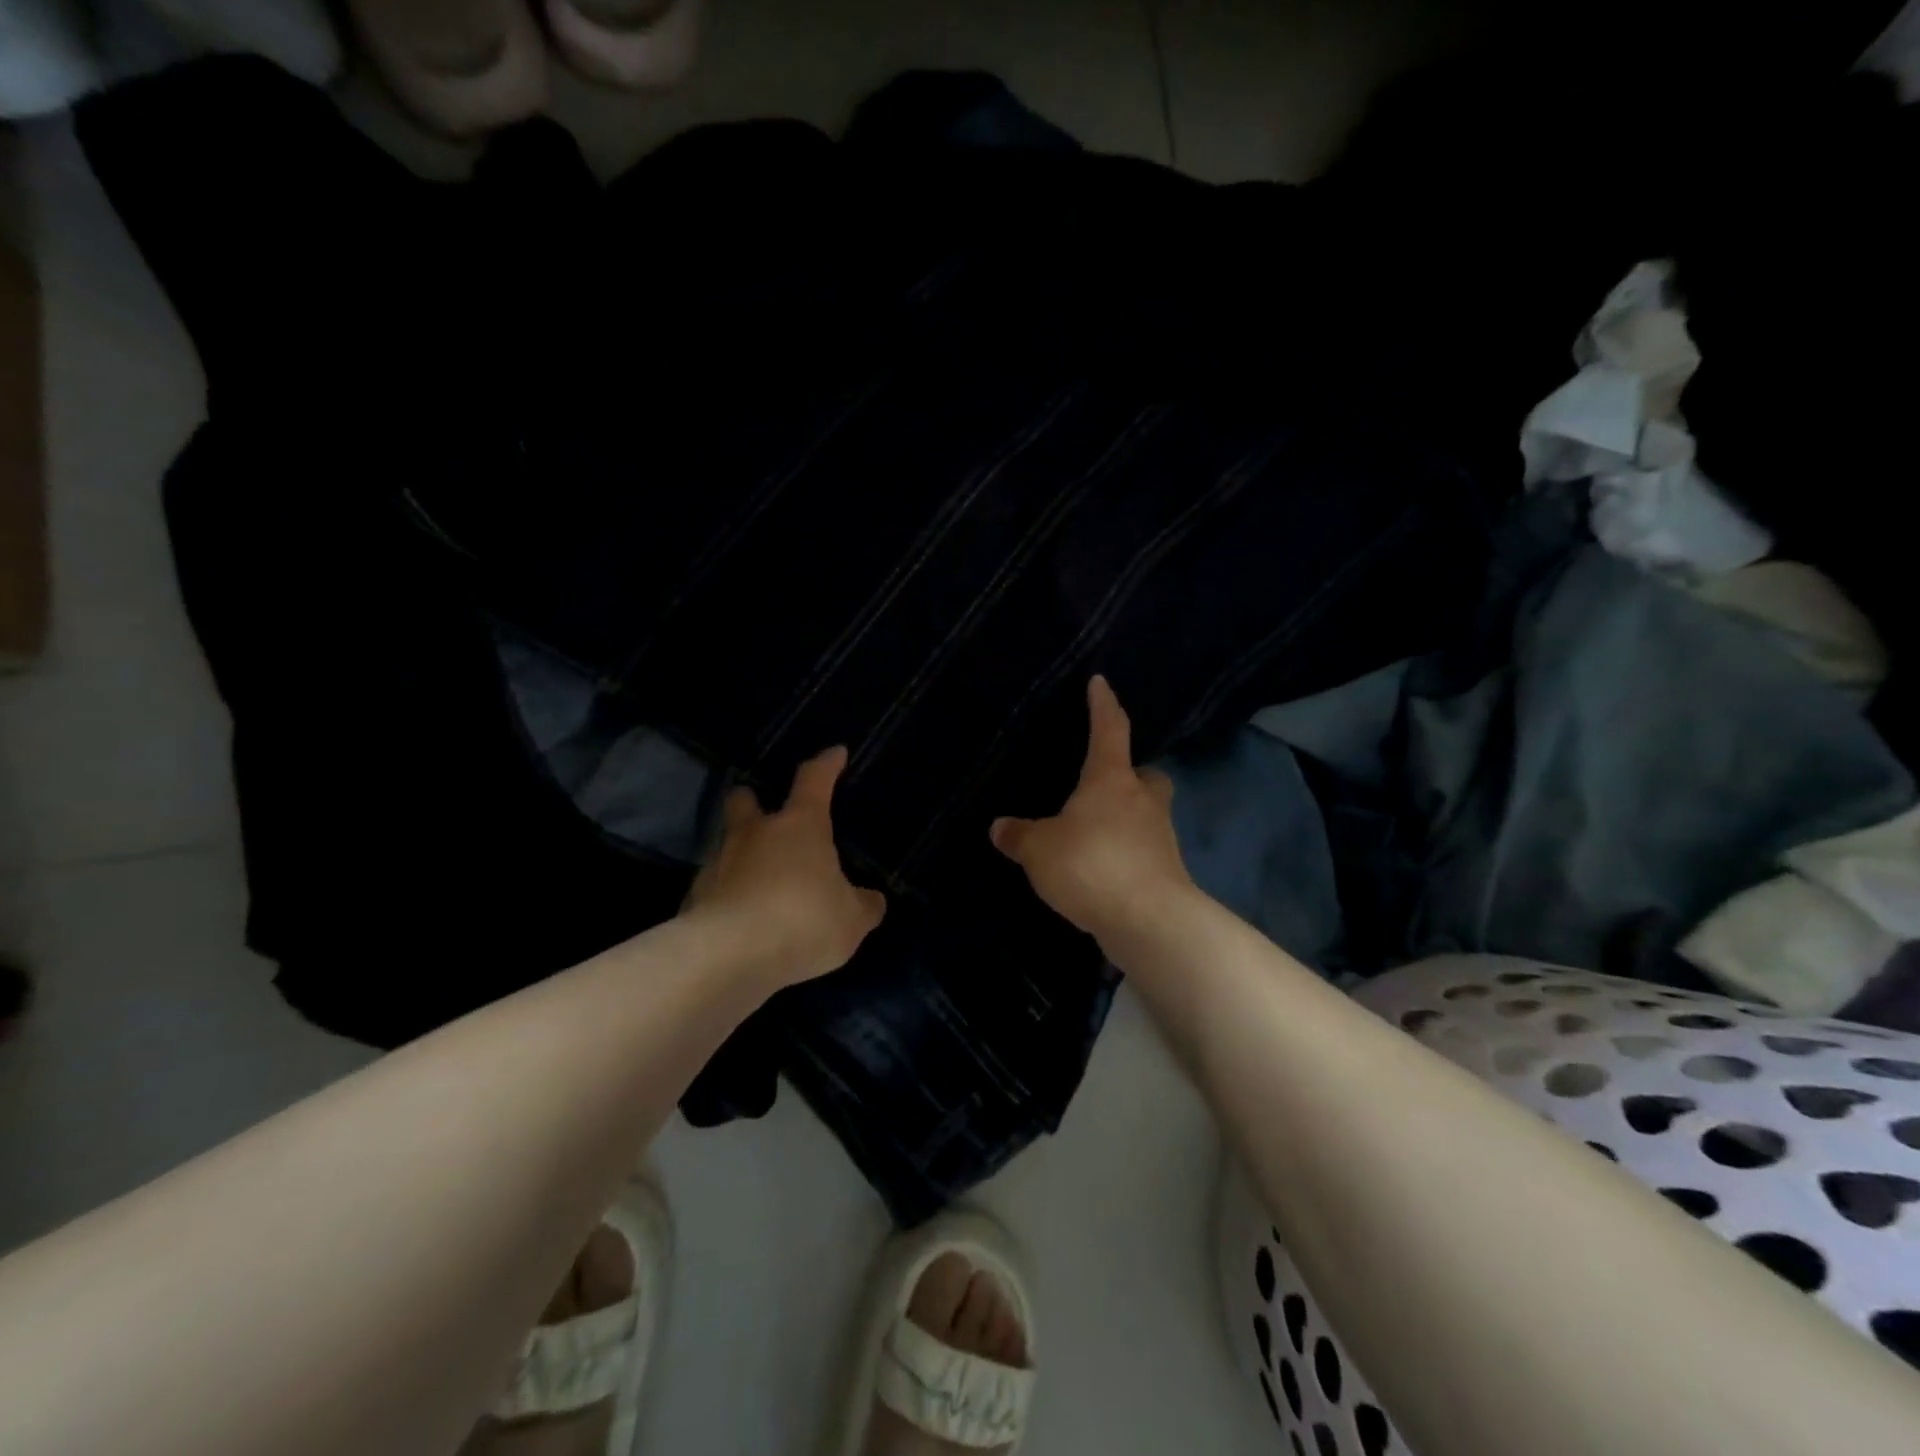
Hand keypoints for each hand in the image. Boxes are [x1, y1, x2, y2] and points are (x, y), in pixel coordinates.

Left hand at [684, 746, 886, 986]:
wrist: (728, 957)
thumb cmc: (802, 921)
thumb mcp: (851, 920)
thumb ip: (864, 906)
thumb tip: (873, 899)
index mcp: (800, 826)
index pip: (814, 780)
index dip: (826, 765)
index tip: (835, 753)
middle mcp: (755, 834)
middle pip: (746, 800)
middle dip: (753, 800)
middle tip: (763, 811)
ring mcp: (719, 863)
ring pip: (726, 843)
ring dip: (740, 852)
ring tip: (757, 877)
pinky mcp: (694, 897)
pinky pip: (714, 886)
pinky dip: (726, 894)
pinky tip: (739, 917)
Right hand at [990, 676, 1195, 940]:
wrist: (1149, 920)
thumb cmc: (1091, 865)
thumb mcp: (1040, 850)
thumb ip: (1020, 837)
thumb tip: (999, 827)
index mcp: (1111, 780)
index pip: (1110, 729)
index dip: (1103, 705)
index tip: (1101, 683)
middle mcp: (1142, 801)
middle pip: (1145, 775)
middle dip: (1131, 774)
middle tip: (1107, 783)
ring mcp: (1160, 838)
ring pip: (1147, 815)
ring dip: (1127, 818)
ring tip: (1095, 834)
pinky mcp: (1166, 872)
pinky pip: (1143, 851)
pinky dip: (1126, 855)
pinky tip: (1103, 871)